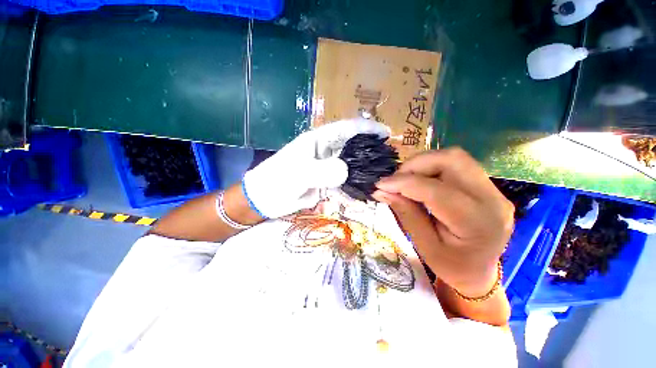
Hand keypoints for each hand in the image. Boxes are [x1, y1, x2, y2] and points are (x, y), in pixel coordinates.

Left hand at [243, 119, 388, 218]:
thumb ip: (321, 171)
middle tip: (389, 159)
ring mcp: (326, 168)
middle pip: (352, 147)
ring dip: (364, 171)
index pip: (346, 129)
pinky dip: (354, 187)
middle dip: (370, 151)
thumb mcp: (297, 174)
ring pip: (350, 166)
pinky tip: (366, 192)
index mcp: (318, 141)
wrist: (264, 200)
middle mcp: (325, 152)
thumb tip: (346, 171)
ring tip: (382, 176)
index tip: (386, 132)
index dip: (367, 128)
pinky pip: (344, 183)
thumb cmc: (276, 181)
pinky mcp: (325, 183)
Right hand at [372, 148, 513, 296]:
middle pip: (451, 160)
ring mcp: (493, 189)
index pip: (436, 190)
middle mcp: (493, 199)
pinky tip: (419, 181)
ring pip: (453, 157)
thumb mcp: (424, 246)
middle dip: (415, 165)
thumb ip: (405, 213)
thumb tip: (381, 191)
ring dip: (423, 164)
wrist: (480, 271)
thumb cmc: (452, 266)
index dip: (404, 183)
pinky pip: (456, 164)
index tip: (380, 185)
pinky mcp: (486, 185)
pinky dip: (431, 167)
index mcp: (478, 223)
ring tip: (405, 180)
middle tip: (395, 180)